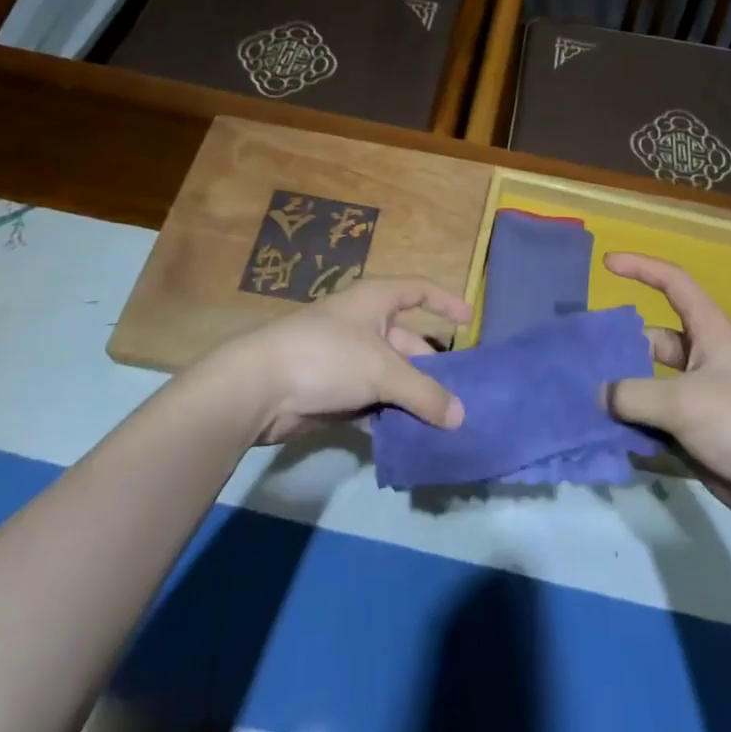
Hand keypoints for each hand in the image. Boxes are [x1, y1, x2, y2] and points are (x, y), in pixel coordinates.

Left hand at [213, 275, 472, 444]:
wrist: (260, 387)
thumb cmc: (327, 356)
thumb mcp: (382, 370)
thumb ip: (423, 393)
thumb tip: (460, 416)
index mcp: (376, 300)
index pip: (419, 291)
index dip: (445, 302)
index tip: (470, 321)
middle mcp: (364, 324)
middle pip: (409, 343)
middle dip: (433, 368)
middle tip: (462, 395)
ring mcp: (348, 359)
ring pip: (392, 377)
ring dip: (412, 399)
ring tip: (444, 424)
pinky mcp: (334, 392)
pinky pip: (372, 402)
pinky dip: (389, 418)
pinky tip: (409, 440)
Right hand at [605, 251, 730, 534]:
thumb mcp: (684, 401)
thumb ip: (634, 395)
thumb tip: (600, 395)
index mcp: (709, 332)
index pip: (673, 283)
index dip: (641, 268)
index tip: (607, 265)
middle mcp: (705, 360)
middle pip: (654, 342)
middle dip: (621, 350)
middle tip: (582, 362)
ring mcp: (703, 402)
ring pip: (653, 389)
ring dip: (625, 398)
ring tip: (585, 406)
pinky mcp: (703, 440)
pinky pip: (660, 429)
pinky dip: (637, 434)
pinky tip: (608, 445)